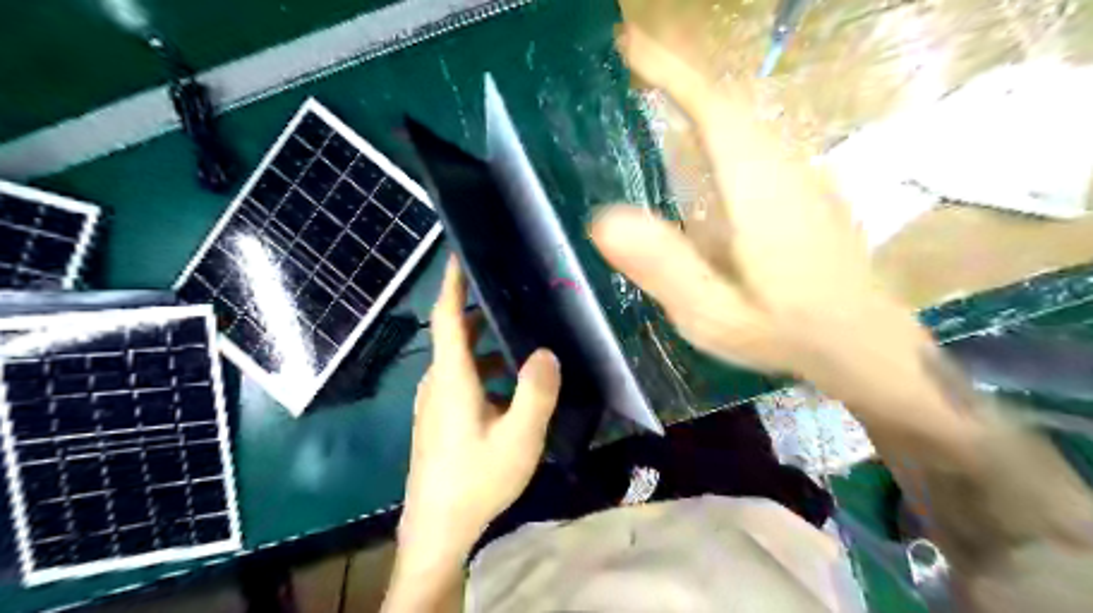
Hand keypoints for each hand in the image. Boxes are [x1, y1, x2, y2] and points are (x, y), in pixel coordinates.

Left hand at [398, 256, 558, 566]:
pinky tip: (513, 388)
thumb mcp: (519, 438)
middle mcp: (437, 383)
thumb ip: (535, 392)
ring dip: (489, 347)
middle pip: (457, 335)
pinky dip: (485, 371)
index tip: (462, 255)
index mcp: (452, 379)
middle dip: (484, 314)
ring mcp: (435, 403)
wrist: (436, 529)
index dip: (453, 283)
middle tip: (519, 301)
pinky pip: (462, 380)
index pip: (448, 317)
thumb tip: (545, 352)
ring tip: (525, 343)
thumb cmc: (476, 481)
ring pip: (462, 360)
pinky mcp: (438, 419)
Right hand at [591, 25, 916, 397]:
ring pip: (746, 118)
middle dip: (680, 74)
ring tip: (659, 85)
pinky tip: (704, 139)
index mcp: (758, 189)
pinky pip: (757, 138)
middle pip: (729, 104)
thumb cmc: (784, 332)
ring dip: (700, 95)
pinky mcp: (806, 189)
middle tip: (633, 59)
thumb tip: (603, 220)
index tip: (630, 44)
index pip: (713, 110)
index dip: (672, 73)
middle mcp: (784, 167)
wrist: (863, 343)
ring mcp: (801, 175)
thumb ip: (665, 267)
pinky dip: (723, 123)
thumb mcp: (714, 314)